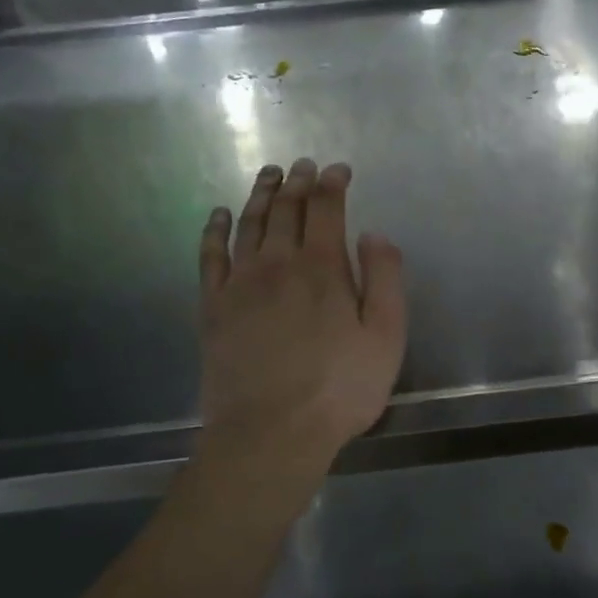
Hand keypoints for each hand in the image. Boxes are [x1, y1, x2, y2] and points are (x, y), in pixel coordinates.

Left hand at [197, 159, 406, 471]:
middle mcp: (277, 263)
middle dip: (298, 182)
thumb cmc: (339, 389)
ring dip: (261, 195)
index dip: (333, 183)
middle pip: (286, 209)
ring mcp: (240, 283)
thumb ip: (384, 279)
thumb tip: (373, 234)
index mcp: (322, 267)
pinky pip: (211, 255)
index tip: (338, 170)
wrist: (271, 432)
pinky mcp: (213, 307)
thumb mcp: (386, 337)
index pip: (326, 209)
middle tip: (303, 165)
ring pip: (249, 223)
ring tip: (268, 175)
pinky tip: (220, 215)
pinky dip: (215, 230)